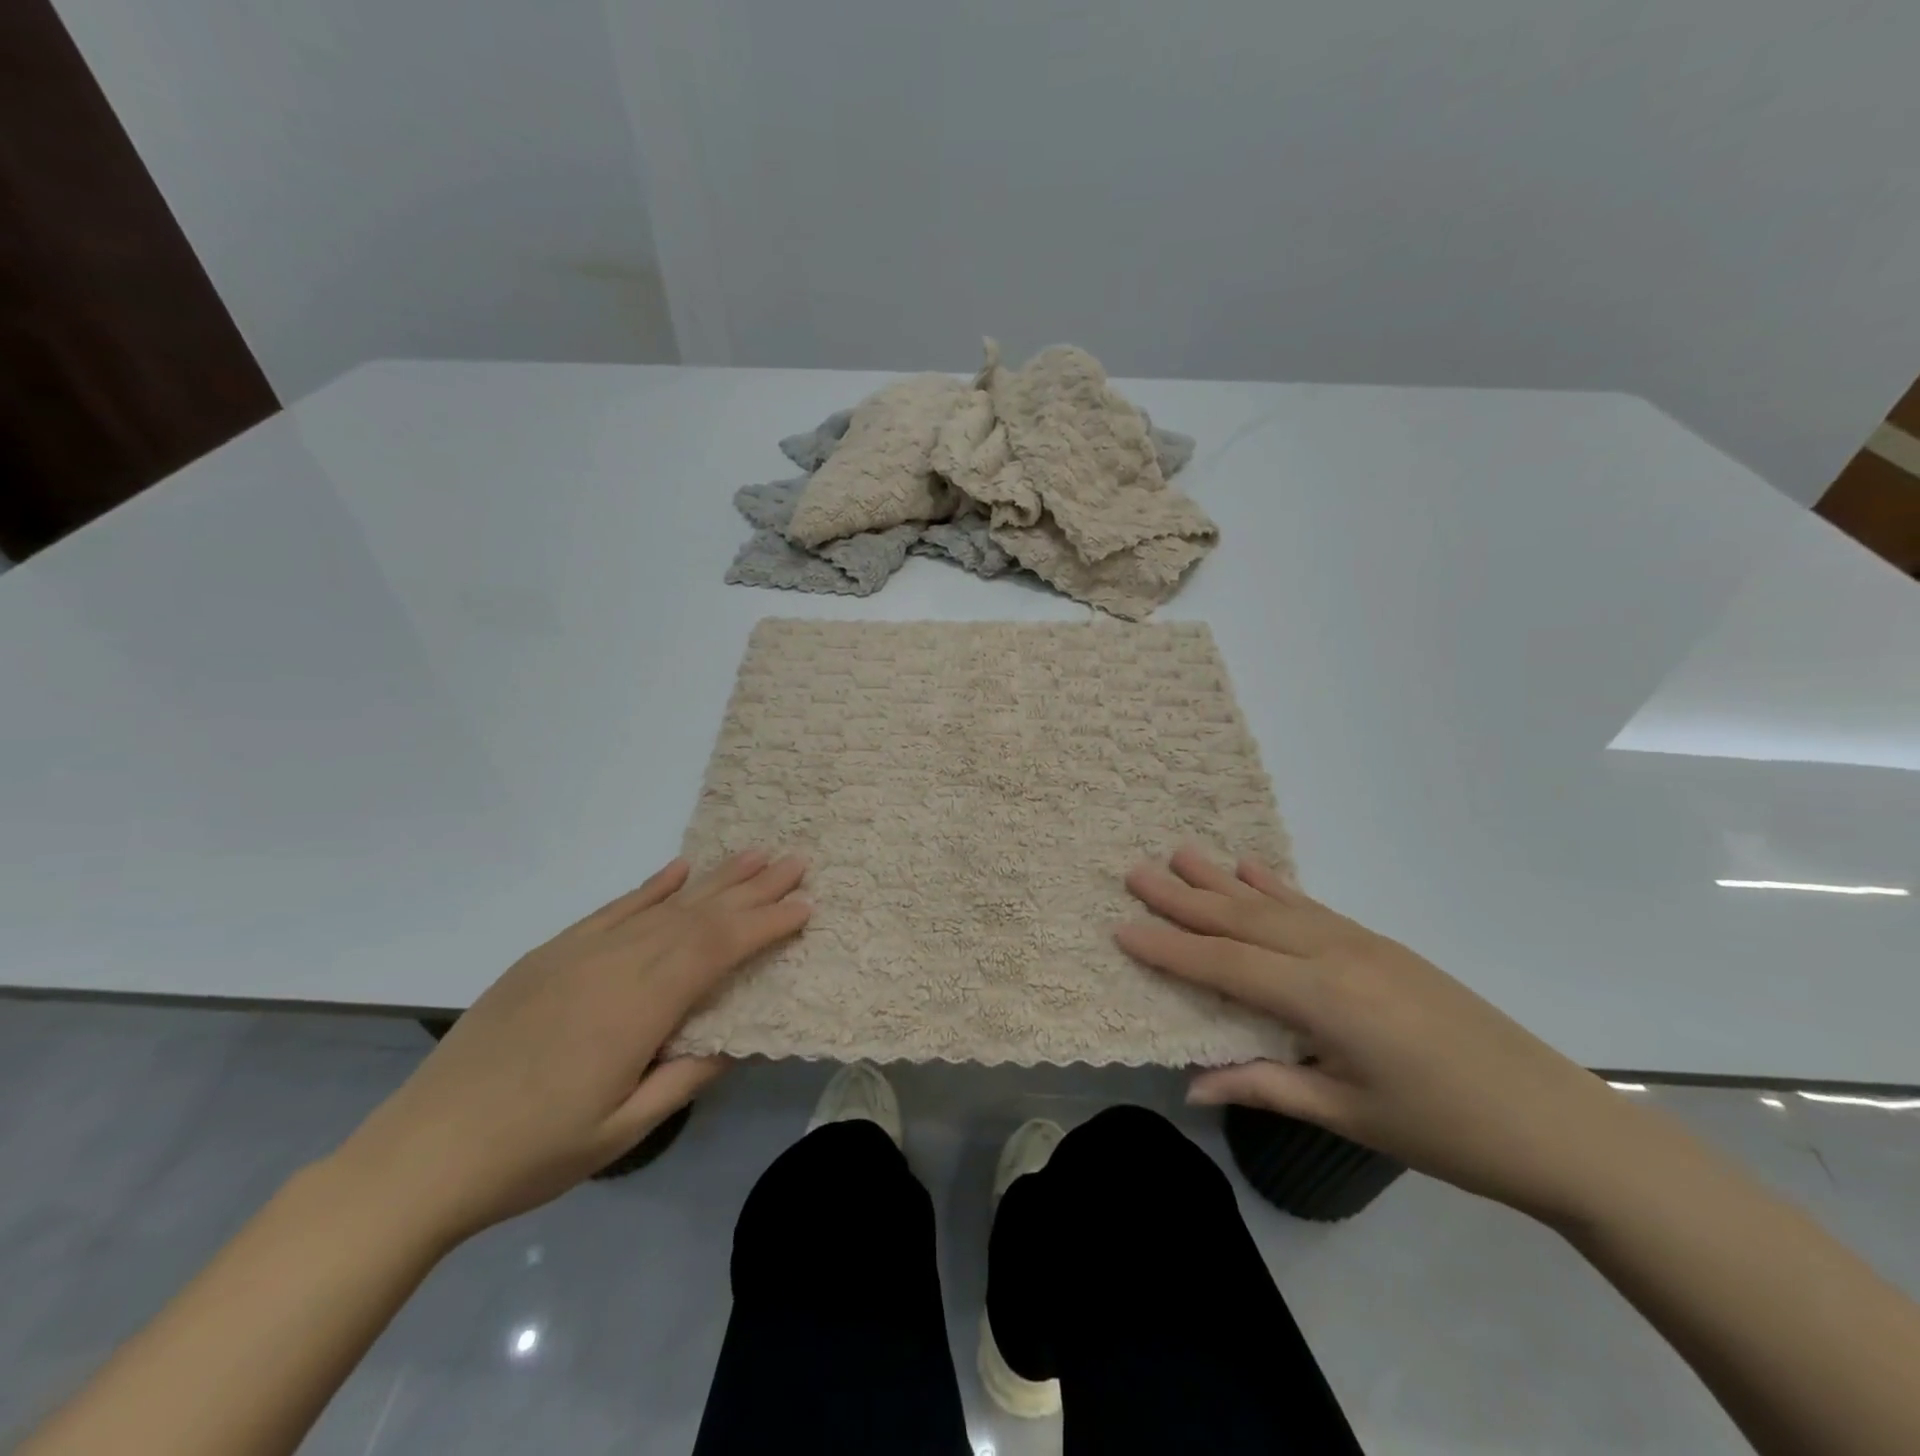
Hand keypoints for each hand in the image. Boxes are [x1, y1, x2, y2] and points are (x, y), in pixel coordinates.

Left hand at [335, 851, 809, 1242]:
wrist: (419, 1154)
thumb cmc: (532, 1153)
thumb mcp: (622, 1132)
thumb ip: (686, 1077)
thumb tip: (736, 1037)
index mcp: (639, 1006)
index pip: (718, 949)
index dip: (765, 924)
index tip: (805, 906)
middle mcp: (616, 963)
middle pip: (698, 915)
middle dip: (753, 888)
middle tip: (797, 861)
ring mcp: (580, 953)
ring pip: (662, 905)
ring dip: (713, 880)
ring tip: (754, 855)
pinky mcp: (551, 954)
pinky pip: (614, 909)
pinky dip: (651, 888)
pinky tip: (678, 870)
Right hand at [1117, 847, 1647, 1220]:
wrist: (1559, 1123)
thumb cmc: (1447, 1131)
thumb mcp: (1348, 1114)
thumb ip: (1265, 1086)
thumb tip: (1192, 1085)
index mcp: (1322, 998)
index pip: (1225, 965)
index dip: (1169, 948)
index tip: (1121, 927)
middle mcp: (1334, 954)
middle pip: (1241, 920)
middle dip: (1184, 898)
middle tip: (1134, 871)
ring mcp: (1360, 942)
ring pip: (1273, 904)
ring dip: (1222, 880)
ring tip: (1180, 853)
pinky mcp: (1379, 944)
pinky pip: (1311, 906)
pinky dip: (1274, 886)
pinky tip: (1250, 869)